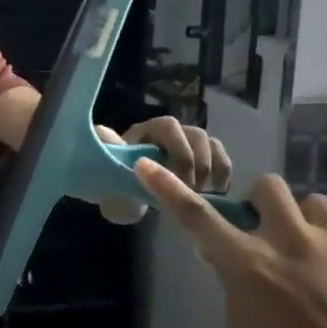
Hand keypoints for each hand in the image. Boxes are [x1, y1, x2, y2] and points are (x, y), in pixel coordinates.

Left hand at [93, 117, 231, 224]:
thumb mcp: (109, 183)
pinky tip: (218, 191)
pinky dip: (223, 170)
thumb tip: (104, 134)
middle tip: (190, 192)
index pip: (168, 126)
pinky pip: (219, 154)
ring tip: (201, 194)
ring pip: (209, 142)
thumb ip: (108, 165)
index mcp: (143, 133)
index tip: (177, 179)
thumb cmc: (115, 189)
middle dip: (195, 164)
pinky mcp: (200, 158)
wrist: (125, 201)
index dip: (178, 149)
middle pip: (194, 134)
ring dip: (209, 167)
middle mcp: (167, 133)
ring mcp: (185, 143)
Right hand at [134, 163, 326, 327]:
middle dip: (263, 204)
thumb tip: (226, 261)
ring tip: (319, 257)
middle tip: (270, 234)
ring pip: (315, 203)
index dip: (169, 189)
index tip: (147, 165)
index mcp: (251, 266)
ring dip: (308, 224)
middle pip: (267, 186)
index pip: (198, 218)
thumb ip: (233, 291)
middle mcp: (291, 241)